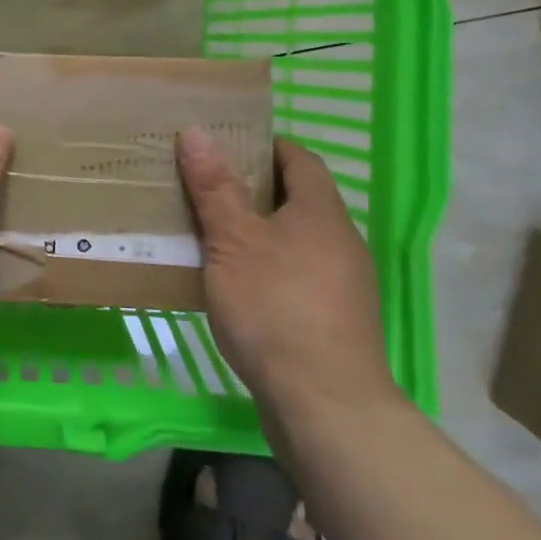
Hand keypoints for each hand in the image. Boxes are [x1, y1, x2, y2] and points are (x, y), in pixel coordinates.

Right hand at [177, 130, 399, 421]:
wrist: (326, 407)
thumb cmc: (275, 307)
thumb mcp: (233, 241)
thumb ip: (215, 188)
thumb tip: (197, 132)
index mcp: (321, 212)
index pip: (299, 158)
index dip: (264, 145)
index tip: (225, 146)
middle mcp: (340, 241)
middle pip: (298, 199)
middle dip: (254, 189)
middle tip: (206, 186)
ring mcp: (343, 285)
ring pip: (296, 240)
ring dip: (259, 232)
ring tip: (212, 234)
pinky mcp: (335, 322)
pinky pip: (297, 275)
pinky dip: (268, 268)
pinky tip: (235, 285)